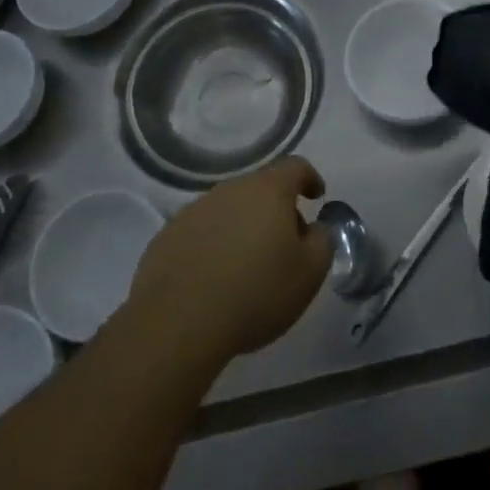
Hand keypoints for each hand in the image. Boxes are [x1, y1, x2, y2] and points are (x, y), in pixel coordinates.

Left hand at [128, 156, 332, 367]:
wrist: (178, 323)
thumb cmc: (256, 293)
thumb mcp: (310, 273)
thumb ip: (322, 241)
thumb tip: (314, 228)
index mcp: (268, 190)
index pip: (295, 167)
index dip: (310, 178)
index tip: (316, 197)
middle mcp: (230, 190)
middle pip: (260, 188)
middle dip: (277, 209)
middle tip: (285, 244)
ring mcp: (194, 210)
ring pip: (229, 209)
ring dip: (243, 227)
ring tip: (248, 265)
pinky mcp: (167, 236)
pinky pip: (202, 231)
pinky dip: (214, 245)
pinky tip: (215, 278)